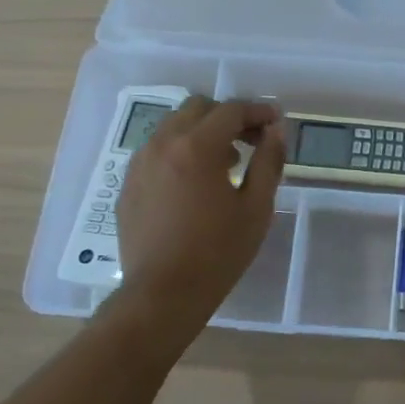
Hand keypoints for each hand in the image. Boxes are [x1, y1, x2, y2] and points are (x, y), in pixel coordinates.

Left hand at [112, 97, 285, 323]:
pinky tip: (195, 183)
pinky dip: (180, 152)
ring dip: (202, 132)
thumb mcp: (256, 207)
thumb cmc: (218, 252)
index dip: (258, 111)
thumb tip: (276, 131)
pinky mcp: (128, 184)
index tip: (276, 121)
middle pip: (198, 108)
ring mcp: (140, 164)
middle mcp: (163, 145)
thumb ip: (269, 161)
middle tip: (251, 140)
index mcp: (197, 147)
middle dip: (227, 116)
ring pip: (173, 127)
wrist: (162, 294)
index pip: (231, 110)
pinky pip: (157, 151)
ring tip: (225, 163)